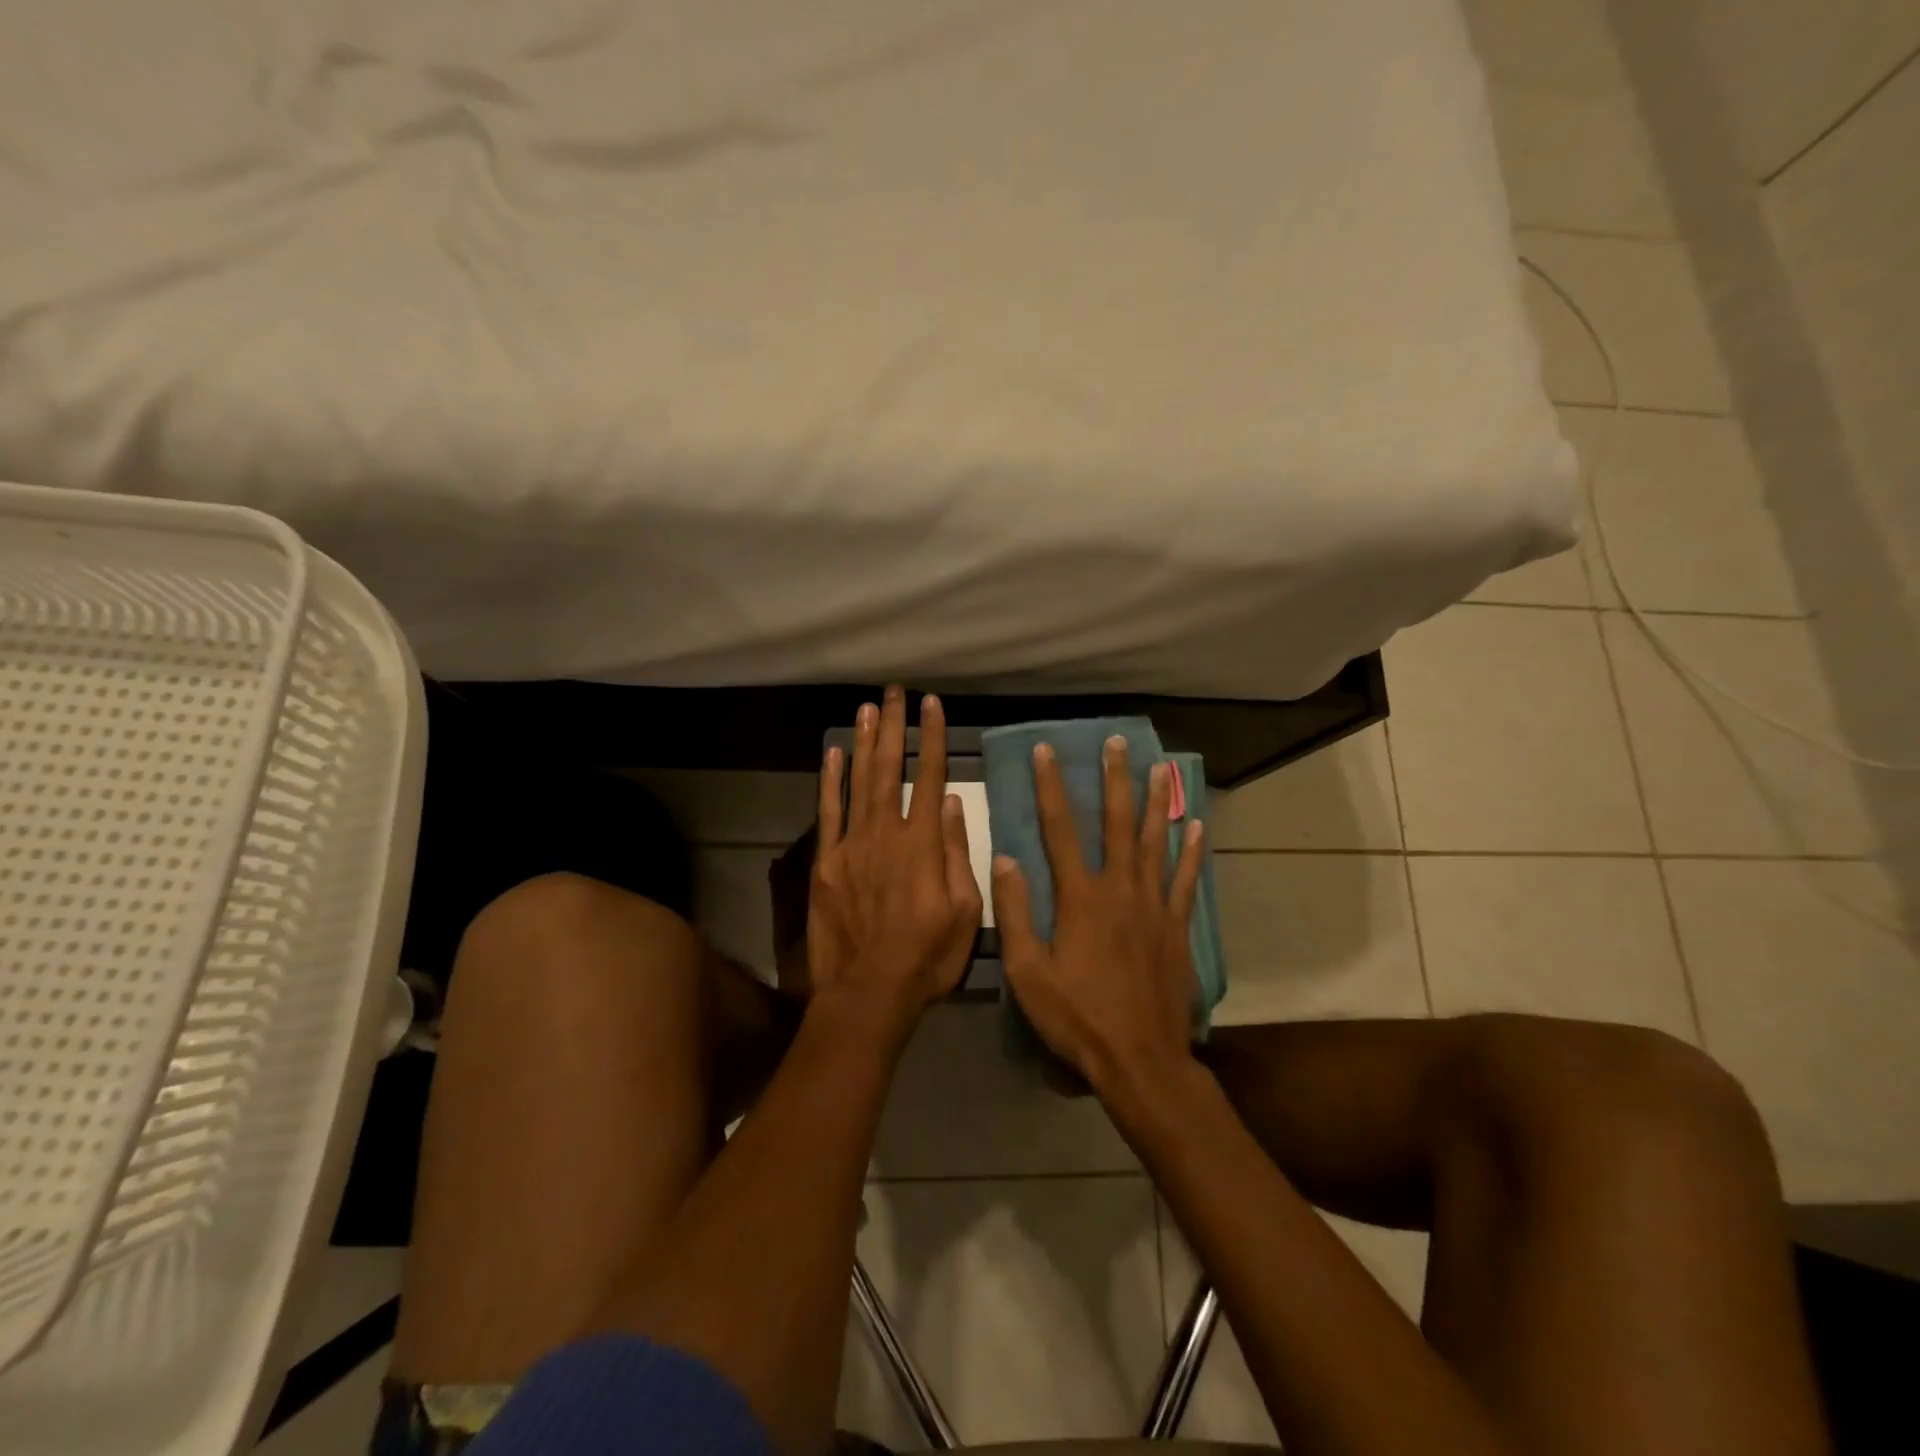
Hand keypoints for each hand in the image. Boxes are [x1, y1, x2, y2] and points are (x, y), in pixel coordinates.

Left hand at [808, 686, 983, 1034]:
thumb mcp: (965, 911)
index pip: (932, 778)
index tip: (933, 705)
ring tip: (867, 708)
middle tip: (895, 692)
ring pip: (858, 782)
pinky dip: (830, 781)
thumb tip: (955, 806)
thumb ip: (959, 854)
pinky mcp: (826, 863)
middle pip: (891, 769)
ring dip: (863, 742)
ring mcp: (851, 845)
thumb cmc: (927, 956)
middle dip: (894, 727)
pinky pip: (828, 813)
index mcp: (923, 844)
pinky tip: (833, 755)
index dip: (933, 738)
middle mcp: (886, 833)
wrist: (869, 991)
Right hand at [993, 737, 1203, 1100]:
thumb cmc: (1077, 1018)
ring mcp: (1154, 906)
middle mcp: (1120, 890)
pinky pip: (1184, 880)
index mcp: (1080, 898)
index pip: (1059, 829)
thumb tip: (1005, 859)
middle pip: (1116, 824)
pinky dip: (1190, 852)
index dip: (1050, 787)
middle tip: (1116, 742)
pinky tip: (1195, 826)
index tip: (1046, 751)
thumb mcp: (1029, 972)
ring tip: (1158, 768)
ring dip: (1154, 802)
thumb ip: (1016, 913)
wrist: (1140, 1060)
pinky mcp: (1177, 927)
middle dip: (1113, 780)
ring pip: (1155, 842)